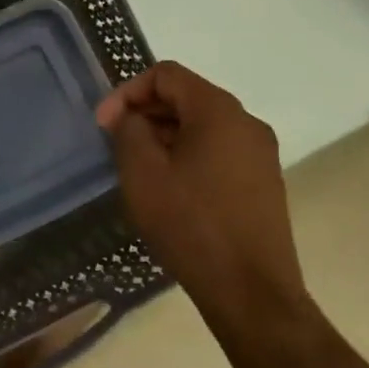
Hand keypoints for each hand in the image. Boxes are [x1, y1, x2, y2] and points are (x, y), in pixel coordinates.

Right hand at [95, 62, 306, 329]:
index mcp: (219, 110)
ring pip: (203, 125)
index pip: (166, 74)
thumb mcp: (143, 174)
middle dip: (146, 113)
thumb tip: (131, 118)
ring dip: (166, 135)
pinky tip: (172, 189)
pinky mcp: (264, 181)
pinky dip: (189, 155)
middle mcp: (246, 122)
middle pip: (187, 96)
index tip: (104, 125)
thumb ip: (129, 131)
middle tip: (117, 145)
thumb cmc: (191, 225)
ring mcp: (260, 153)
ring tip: (140, 169)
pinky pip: (219, 150)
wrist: (252, 293)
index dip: (127, 92)